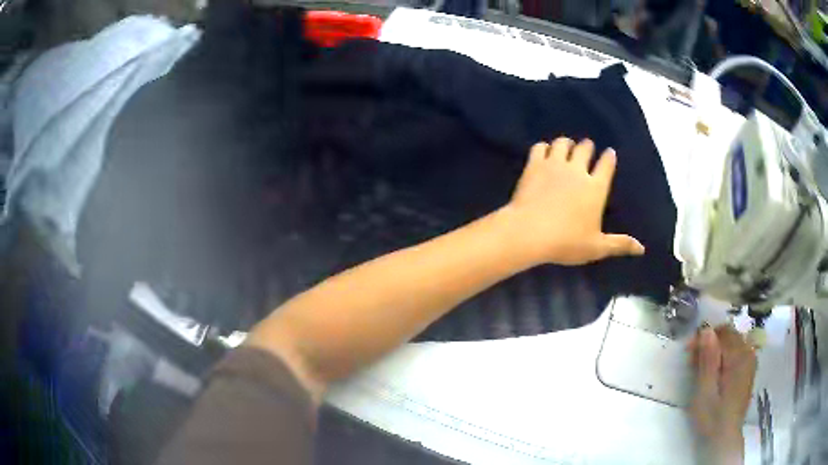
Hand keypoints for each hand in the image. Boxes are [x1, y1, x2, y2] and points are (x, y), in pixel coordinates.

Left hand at [501, 138, 644, 265]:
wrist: (530, 231)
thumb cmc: (567, 242)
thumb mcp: (597, 247)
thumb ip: (620, 244)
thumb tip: (642, 249)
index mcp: (596, 188)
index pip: (606, 165)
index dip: (609, 157)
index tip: (609, 152)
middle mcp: (577, 170)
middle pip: (585, 148)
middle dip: (588, 146)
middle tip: (587, 148)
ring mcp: (555, 165)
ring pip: (563, 143)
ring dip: (567, 143)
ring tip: (567, 146)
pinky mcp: (534, 165)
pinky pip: (540, 147)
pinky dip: (544, 147)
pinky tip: (544, 151)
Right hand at [687, 325, 756, 463]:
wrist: (724, 439)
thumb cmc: (712, 417)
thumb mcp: (705, 391)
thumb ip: (708, 360)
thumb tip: (706, 330)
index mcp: (739, 356)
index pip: (722, 333)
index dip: (704, 337)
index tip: (687, 350)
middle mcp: (748, 353)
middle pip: (729, 335)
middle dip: (710, 342)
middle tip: (691, 360)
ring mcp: (750, 362)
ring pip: (733, 343)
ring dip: (716, 349)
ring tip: (701, 367)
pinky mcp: (748, 371)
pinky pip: (737, 352)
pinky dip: (724, 356)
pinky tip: (715, 372)